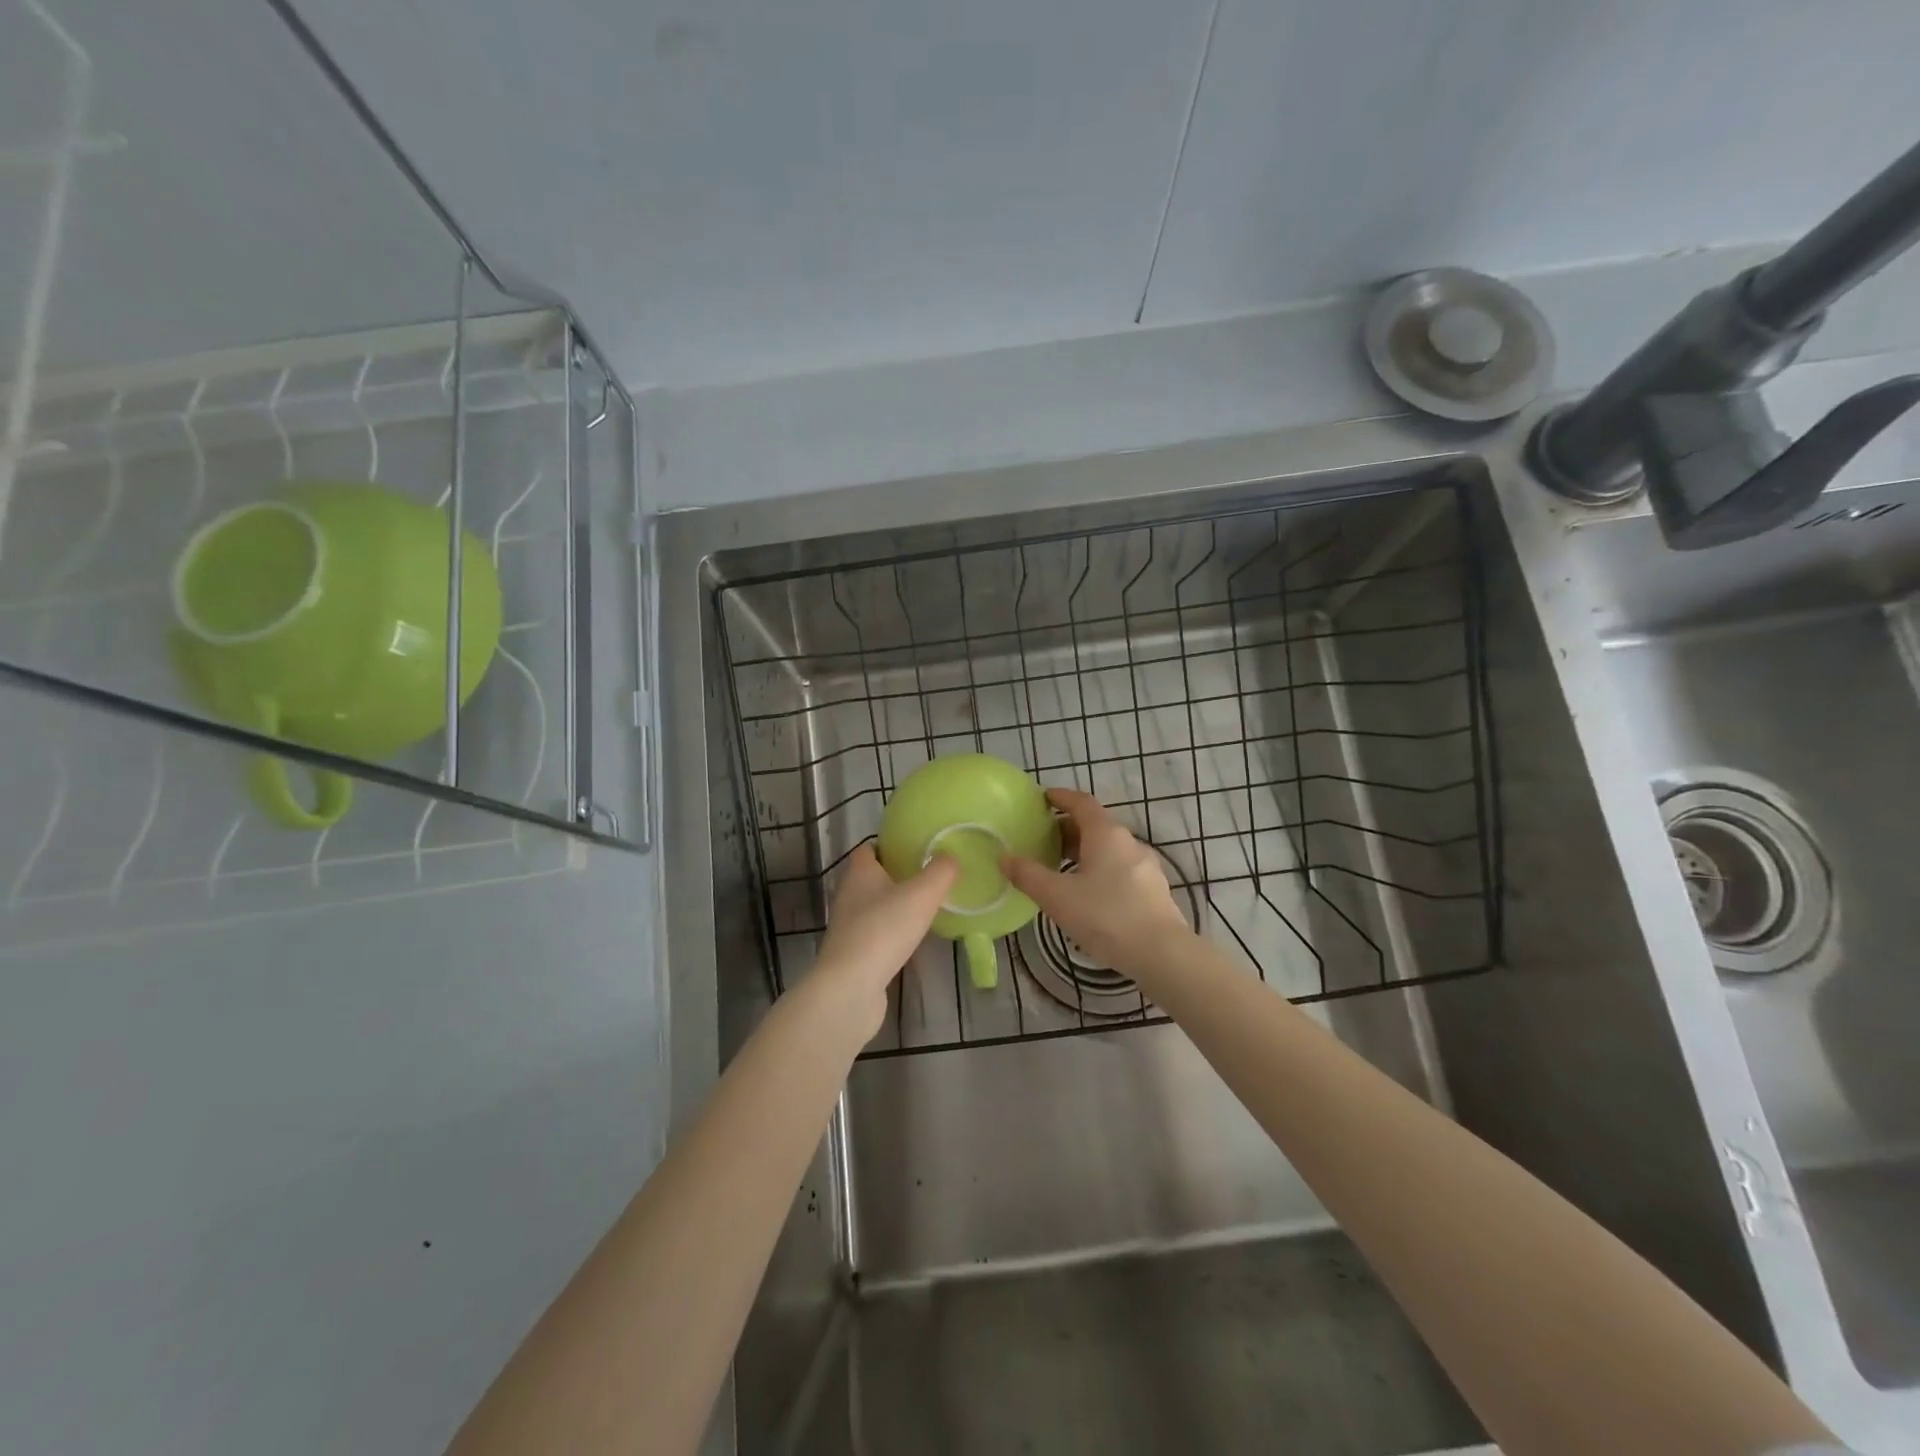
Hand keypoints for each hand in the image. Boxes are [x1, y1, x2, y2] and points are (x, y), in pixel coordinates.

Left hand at [812, 844, 957, 1036]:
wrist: (851, 986)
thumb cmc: (884, 929)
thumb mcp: (922, 894)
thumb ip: (940, 872)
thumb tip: (950, 856)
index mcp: (860, 873)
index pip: (868, 849)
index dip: (888, 846)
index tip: (913, 849)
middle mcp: (848, 895)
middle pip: (870, 878)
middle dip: (894, 877)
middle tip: (926, 878)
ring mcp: (846, 927)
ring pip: (871, 907)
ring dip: (892, 907)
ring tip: (922, 910)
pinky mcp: (850, 955)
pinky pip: (873, 935)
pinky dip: (889, 934)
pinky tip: (909, 941)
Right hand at [1002, 788, 1190, 976]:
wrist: (1162, 954)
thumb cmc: (1106, 917)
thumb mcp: (1057, 897)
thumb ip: (1028, 875)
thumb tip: (1004, 857)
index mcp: (1106, 834)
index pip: (1081, 802)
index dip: (1060, 797)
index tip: (1043, 799)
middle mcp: (1129, 843)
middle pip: (1095, 825)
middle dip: (1068, 830)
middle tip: (1043, 842)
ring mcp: (1146, 867)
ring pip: (1109, 849)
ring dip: (1084, 853)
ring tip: (1061, 870)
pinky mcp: (1154, 890)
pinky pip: (1121, 869)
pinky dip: (1100, 870)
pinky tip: (1088, 895)